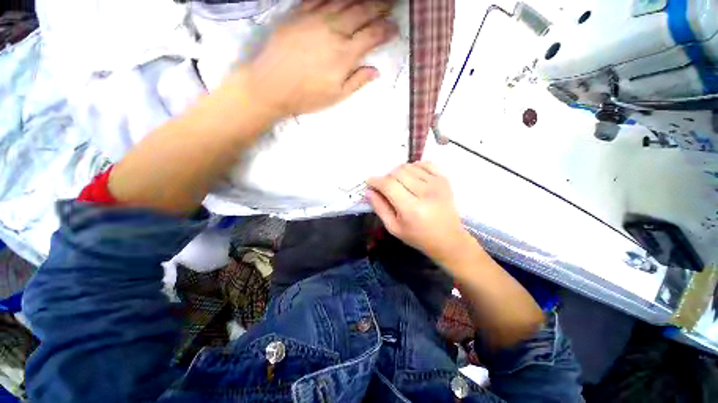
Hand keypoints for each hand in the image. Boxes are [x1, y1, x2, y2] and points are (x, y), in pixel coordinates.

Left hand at [237, 0, 397, 118]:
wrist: (271, 85)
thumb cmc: (306, 96)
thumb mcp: (336, 96)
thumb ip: (357, 82)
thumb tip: (376, 71)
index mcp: (345, 55)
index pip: (372, 36)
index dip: (386, 31)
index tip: (394, 28)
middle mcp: (334, 31)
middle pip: (362, 12)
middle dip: (379, 7)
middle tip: (390, 4)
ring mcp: (315, 19)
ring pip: (344, 1)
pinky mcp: (299, 13)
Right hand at [366, 162, 474, 264]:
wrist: (448, 239)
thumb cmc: (419, 237)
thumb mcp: (394, 228)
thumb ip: (380, 208)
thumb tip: (369, 191)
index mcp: (412, 208)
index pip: (388, 185)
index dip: (375, 181)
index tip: (369, 182)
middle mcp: (425, 192)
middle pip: (398, 172)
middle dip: (386, 177)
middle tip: (386, 187)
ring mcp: (437, 183)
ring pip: (409, 166)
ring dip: (399, 172)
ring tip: (399, 184)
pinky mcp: (444, 179)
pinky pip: (424, 163)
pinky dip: (414, 167)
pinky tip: (412, 177)